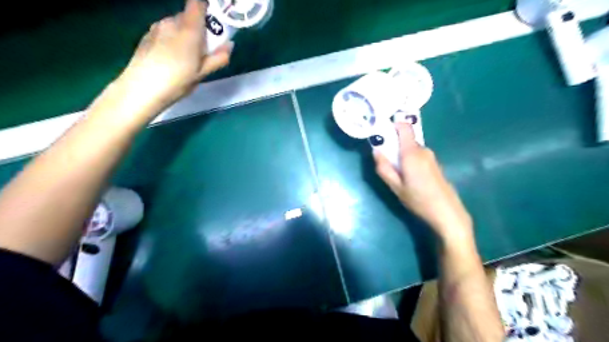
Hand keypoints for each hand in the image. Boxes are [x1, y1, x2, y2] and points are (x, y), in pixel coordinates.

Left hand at [106, 0, 232, 123]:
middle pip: (188, 16)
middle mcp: (172, 22)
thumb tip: (229, 45)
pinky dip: (172, 40)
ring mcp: (157, 27)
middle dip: (198, 29)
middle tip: (204, 50)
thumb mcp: (203, 73)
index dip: (207, 9)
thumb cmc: (178, 81)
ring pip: (176, 25)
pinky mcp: (147, 35)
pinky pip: (165, 32)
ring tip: (187, 58)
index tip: (215, 25)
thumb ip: (218, 57)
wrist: (142, 88)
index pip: (198, 4)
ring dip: (184, 35)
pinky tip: (171, 59)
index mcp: (189, 29)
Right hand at [374, 125, 471, 241]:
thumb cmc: (419, 200)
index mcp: (412, 153)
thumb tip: (376, 151)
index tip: (382, 134)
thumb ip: (384, 168)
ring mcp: (431, 157)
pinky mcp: (435, 165)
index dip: (393, 126)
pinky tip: (410, 179)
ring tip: (397, 175)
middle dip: (393, 146)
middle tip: (385, 162)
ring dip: (401, 156)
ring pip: (411, 149)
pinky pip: (418, 156)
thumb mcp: (396, 187)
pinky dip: (410, 161)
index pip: (404, 127)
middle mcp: (423, 150)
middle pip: (405, 140)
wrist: (447, 213)